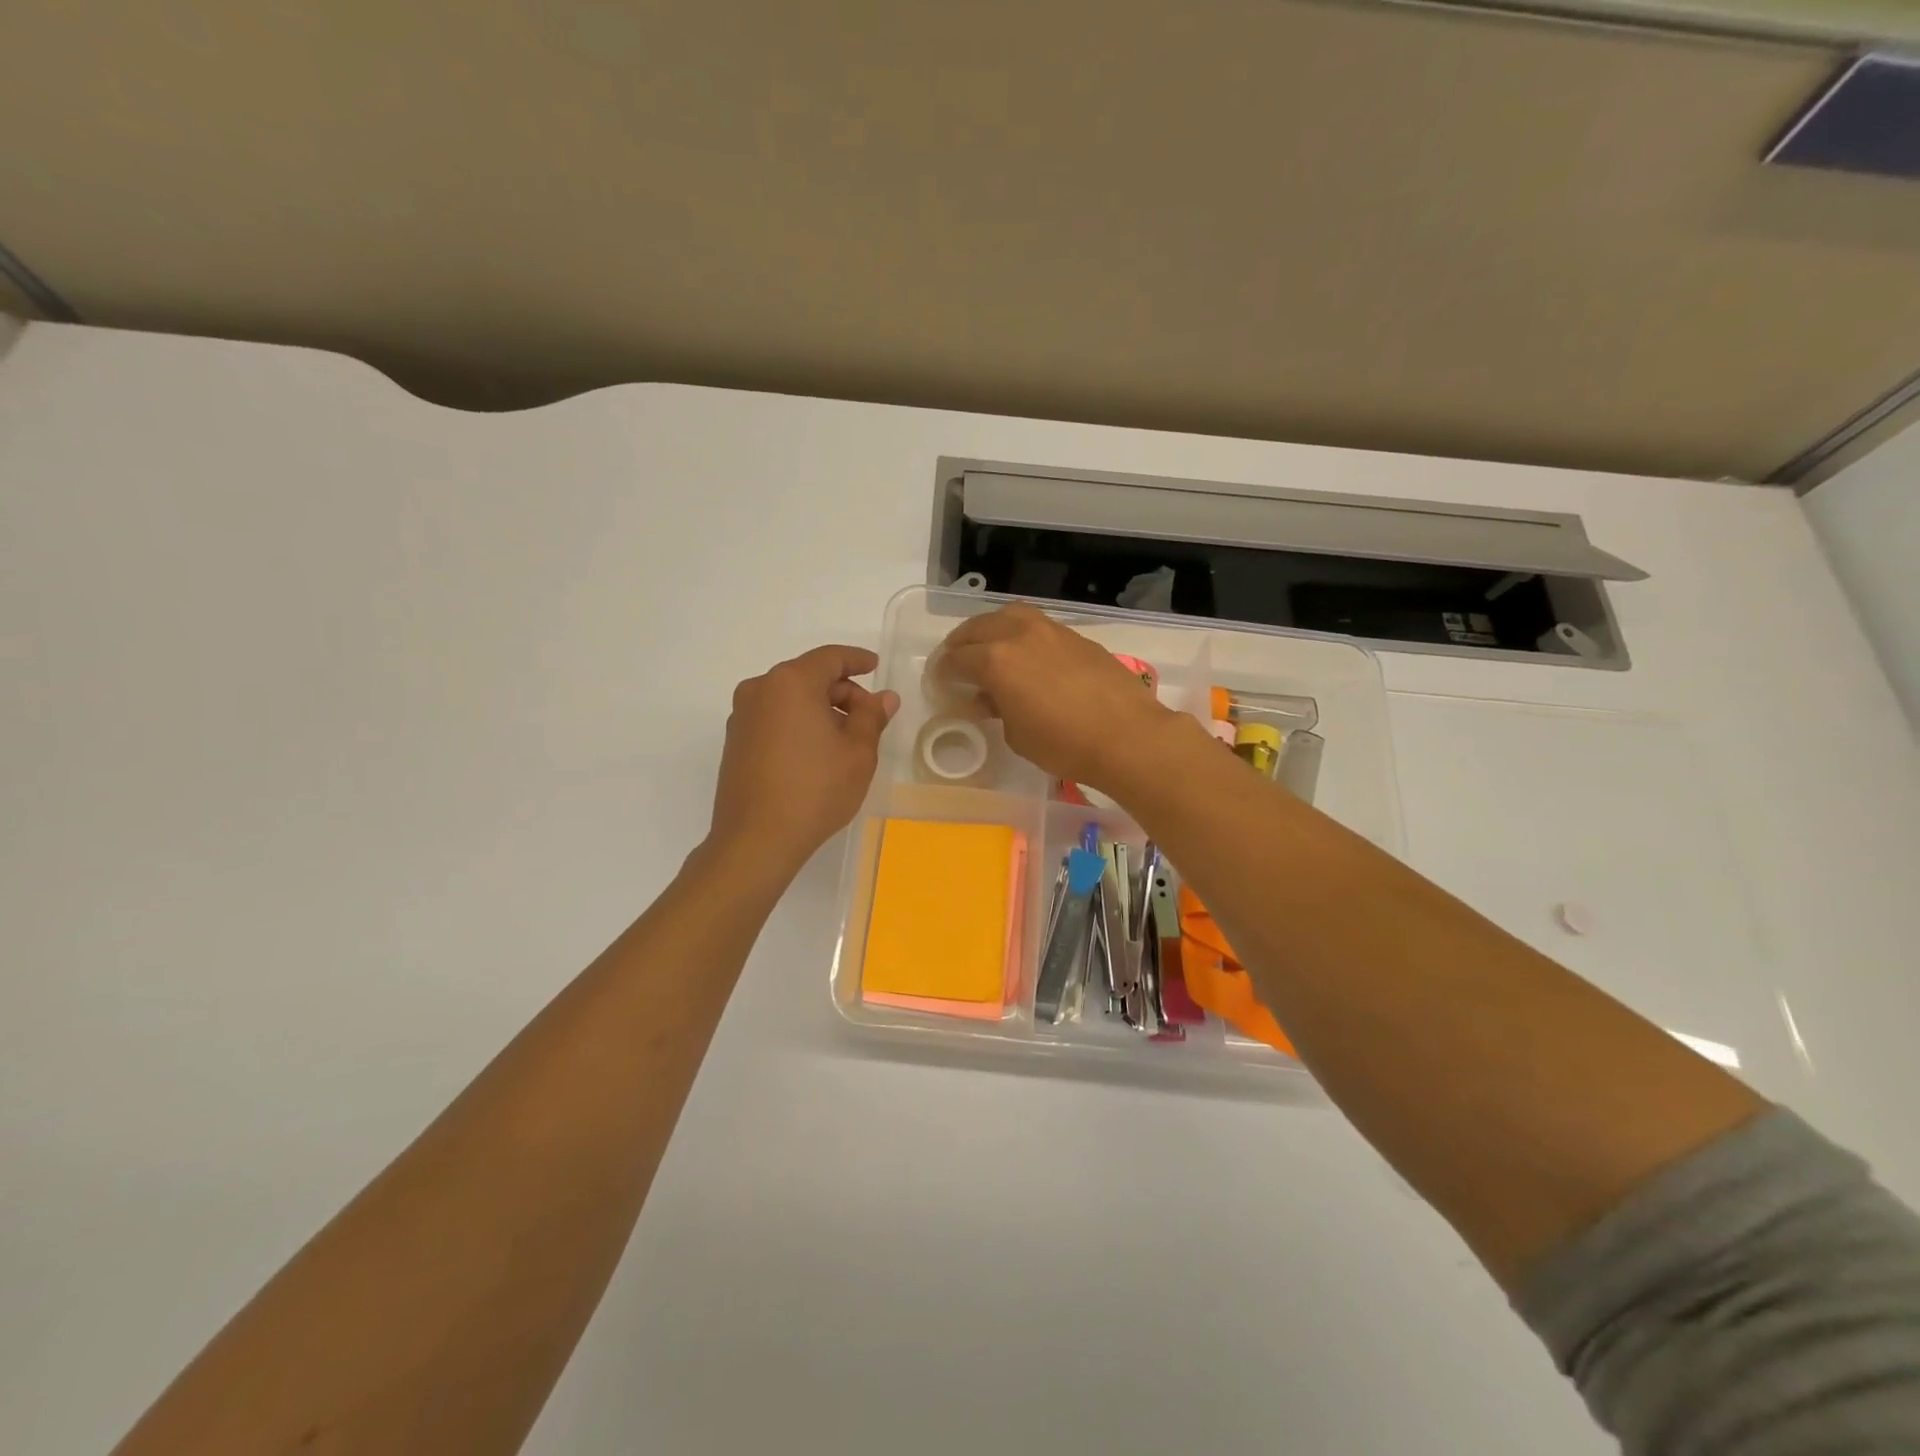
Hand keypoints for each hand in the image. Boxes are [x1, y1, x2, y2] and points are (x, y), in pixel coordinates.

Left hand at [707, 645, 899, 880]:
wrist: (756, 840)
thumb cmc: (815, 790)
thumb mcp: (857, 753)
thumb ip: (872, 717)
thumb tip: (884, 697)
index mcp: (791, 682)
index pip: (830, 658)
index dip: (857, 660)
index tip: (875, 666)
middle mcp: (760, 689)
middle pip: (808, 676)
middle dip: (842, 691)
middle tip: (869, 717)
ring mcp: (742, 716)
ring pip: (790, 698)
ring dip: (820, 709)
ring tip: (845, 740)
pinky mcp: (735, 742)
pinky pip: (774, 718)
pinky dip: (798, 723)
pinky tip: (816, 753)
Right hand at [933, 604, 1176, 792]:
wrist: (1126, 736)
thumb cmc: (1063, 744)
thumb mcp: (1016, 735)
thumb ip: (996, 709)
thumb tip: (987, 698)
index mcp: (996, 660)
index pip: (957, 659)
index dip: (943, 672)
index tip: (939, 682)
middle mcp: (1019, 635)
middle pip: (978, 628)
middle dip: (961, 644)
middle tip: (955, 661)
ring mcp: (1050, 631)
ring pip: (1009, 615)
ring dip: (991, 629)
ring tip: (988, 647)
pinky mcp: (1076, 637)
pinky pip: (1036, 625)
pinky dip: (1020, 634)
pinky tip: (1025, 655)